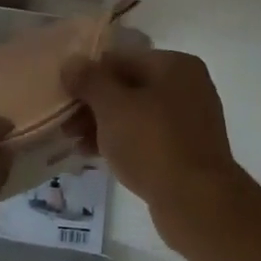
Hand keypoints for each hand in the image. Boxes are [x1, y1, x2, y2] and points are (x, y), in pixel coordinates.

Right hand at [60, 49, 244, 219]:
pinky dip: (122, 142)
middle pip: (127, 87)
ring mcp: (189, 120)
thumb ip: (89, 80)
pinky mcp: (186, 150)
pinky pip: (146, 137)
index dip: (87, 76)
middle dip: (93, 105)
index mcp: (174, 65)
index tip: (63, 97)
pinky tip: (96, 156)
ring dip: (103, 125)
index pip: (119, 59)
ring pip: (135, 114)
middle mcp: (187, 86)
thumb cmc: (152, 143)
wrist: (197, 201)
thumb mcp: (112, 106)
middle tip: (66, 125)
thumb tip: (71, 62)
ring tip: (75, 143)